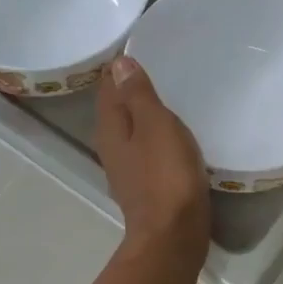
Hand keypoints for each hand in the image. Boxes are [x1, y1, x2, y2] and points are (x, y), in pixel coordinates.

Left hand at [96, 56, 210, 260]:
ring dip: (146, 115)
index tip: (141, 48)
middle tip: (160, 67)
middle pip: (118, 109)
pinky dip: (157, 138)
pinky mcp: (146, 186)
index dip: (120, 68)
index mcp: (110, 128)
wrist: (174, 234)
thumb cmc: (165, 175)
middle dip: (133, 90)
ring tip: (170, 96)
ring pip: (133, 131)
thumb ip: (138, 94)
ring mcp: (128, 169)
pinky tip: (174, 135)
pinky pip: (148, 151)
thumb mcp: (155, 125)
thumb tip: (119, 63)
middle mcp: (111, 147)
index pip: (108, 88)